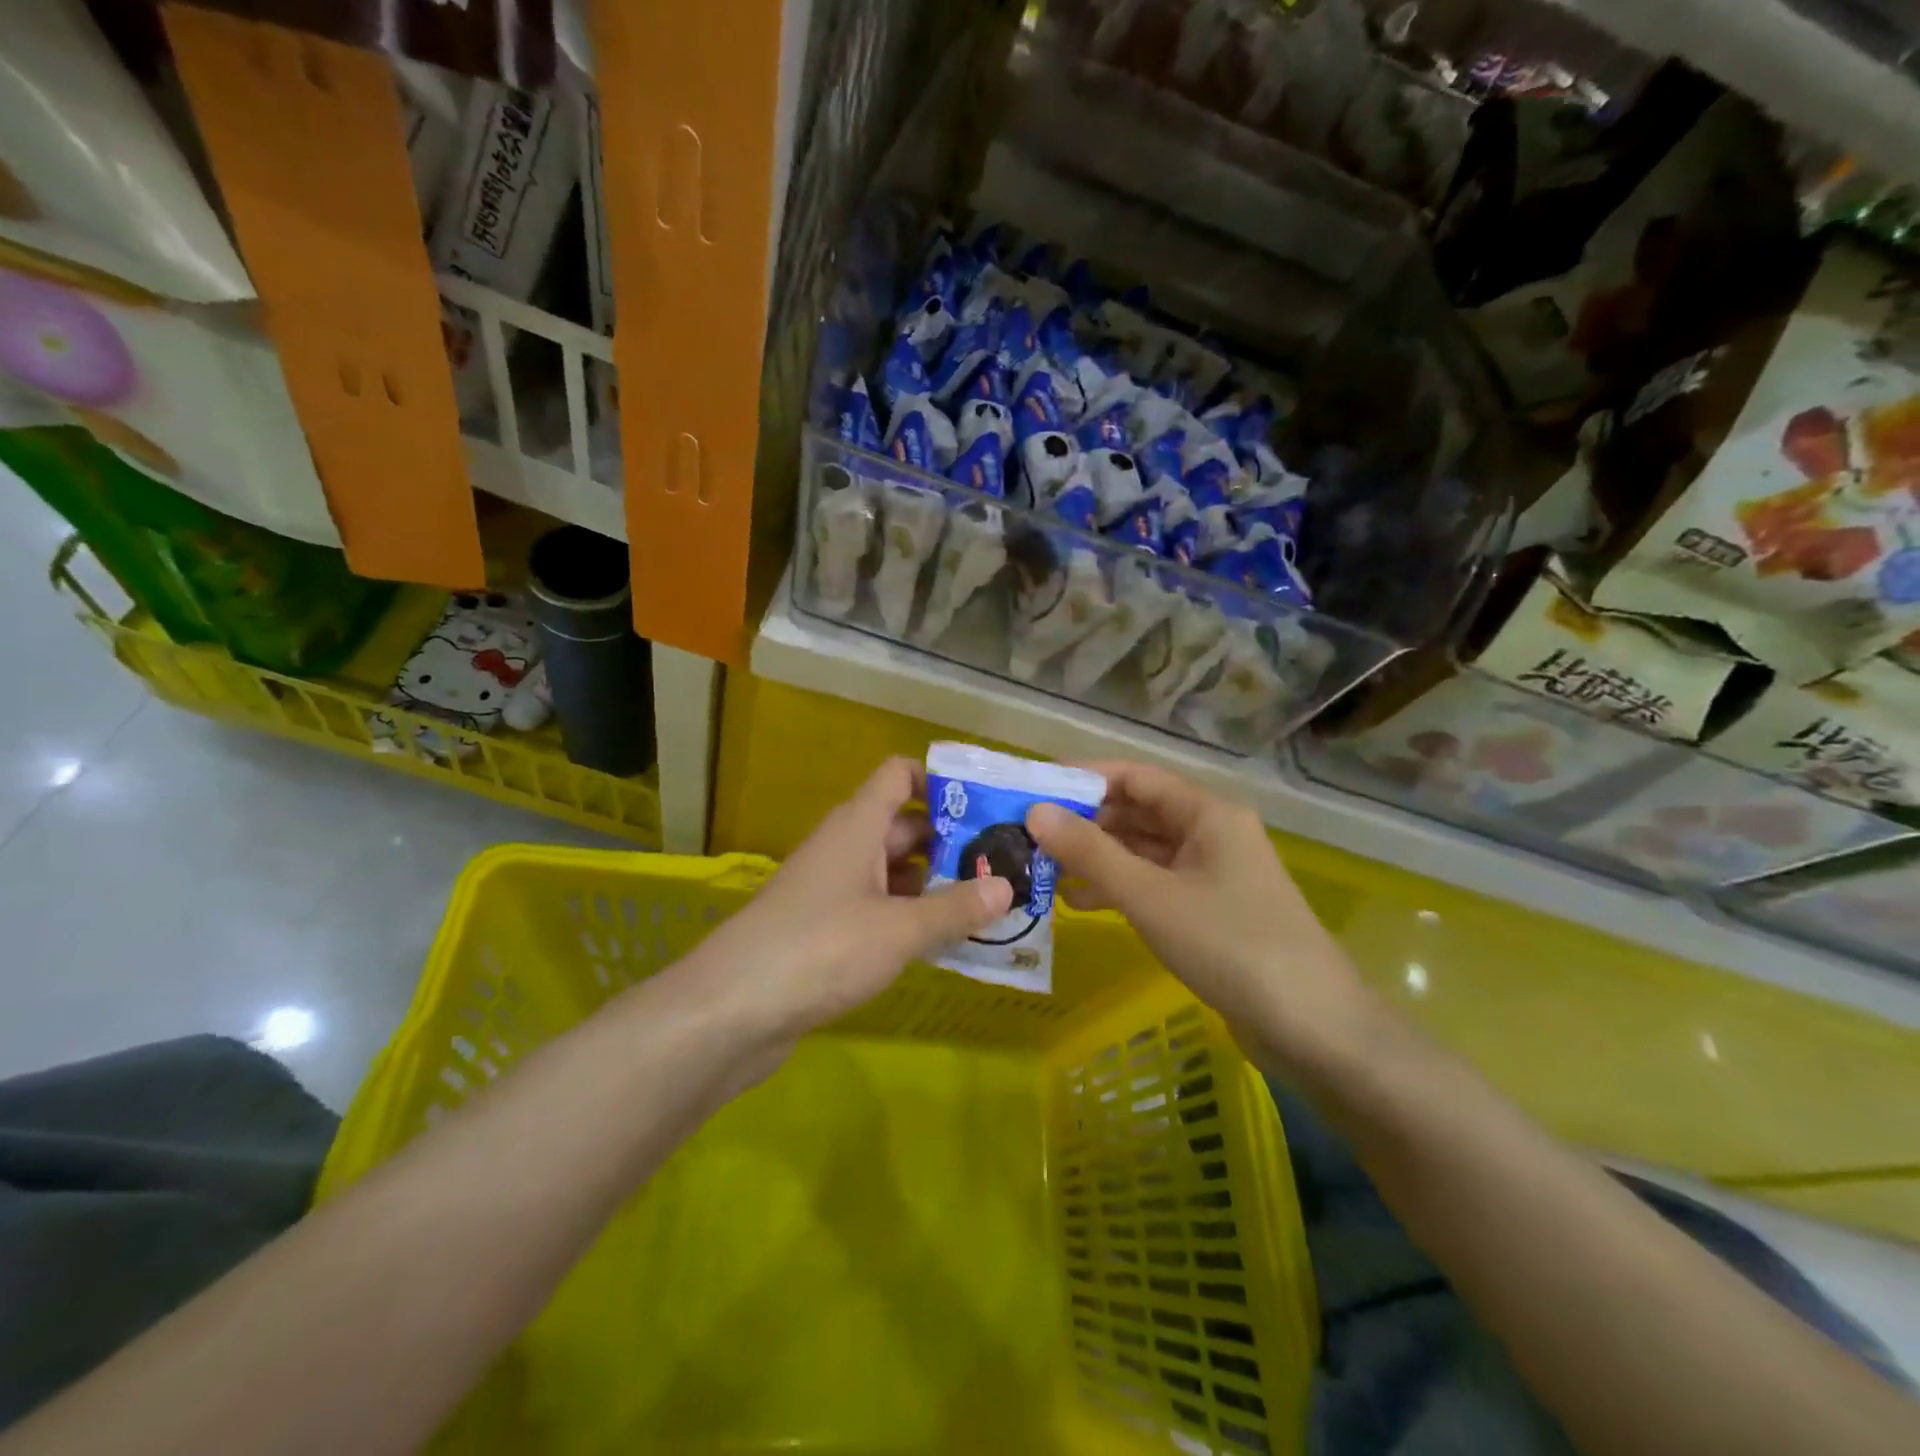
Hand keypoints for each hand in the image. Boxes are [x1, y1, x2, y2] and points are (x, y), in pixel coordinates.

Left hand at [694, 757, 1013, 1042]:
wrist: (730, 1011)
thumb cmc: (820, 949)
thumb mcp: (899, 929)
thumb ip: (955, 908)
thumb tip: (1006, 886)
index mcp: (858, 825)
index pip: (899, 775)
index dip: (941, 780)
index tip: (987, 804)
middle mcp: (844, 847)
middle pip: (905, 826)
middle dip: (952, 841)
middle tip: (1005, 863)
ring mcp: (832, 889)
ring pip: (893, 871)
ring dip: (935, 883)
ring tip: (988, 903)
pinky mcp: (825, 929)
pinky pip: (878, 908)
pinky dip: (909, 917)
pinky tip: (943, 940)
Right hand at [1027, 760, 1369, 1070]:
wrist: (1313, 1029)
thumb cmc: (1230, 946)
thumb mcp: (1151, 896)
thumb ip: (1091, 853)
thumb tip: (1035, 812)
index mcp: (1207, 813)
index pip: (1135, 776)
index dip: (1084, 778)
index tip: (1035, 789)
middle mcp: (1211, 833)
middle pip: (1138, 812)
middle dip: (1085, 822)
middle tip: (1028, 836)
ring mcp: (1213, 874)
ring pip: (1143, 851)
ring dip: (1097, 858)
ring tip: (1043, 869)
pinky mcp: (1210, 911)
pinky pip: (1155, 885)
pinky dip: (1119, 888)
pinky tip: (1078, 903)